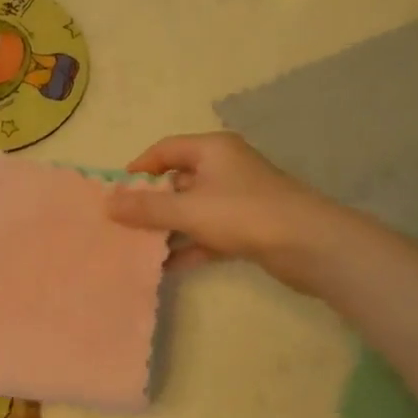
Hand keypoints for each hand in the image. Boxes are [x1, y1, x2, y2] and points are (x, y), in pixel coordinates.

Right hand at [105, 132, 365, 293]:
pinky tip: (168, 267)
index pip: (165, 149)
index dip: (139, 168)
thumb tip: (107, 204)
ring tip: (139, 248)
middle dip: (151, 204)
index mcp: (212, 150)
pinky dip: (190, 246)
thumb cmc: (244, 214)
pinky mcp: (248, 227)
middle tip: (123, 224)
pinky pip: (208, 233)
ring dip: (168, 229)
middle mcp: (225, 168)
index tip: (116, 191)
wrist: (310, 246)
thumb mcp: (188, 210)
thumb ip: (146, 209)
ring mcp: (238, 199)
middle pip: (177, 180)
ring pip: (192, 210)